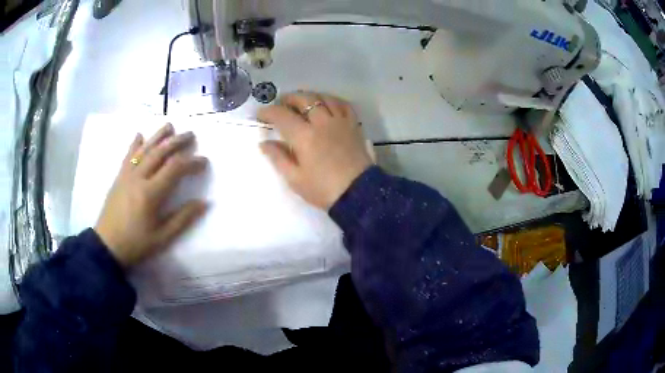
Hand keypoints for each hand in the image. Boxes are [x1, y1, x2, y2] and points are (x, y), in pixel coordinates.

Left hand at [94, 124, 207, 267]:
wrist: (107, 246)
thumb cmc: (136, 244)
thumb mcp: (162, 238)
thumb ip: (183, 219)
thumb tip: (203, 202)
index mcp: (151, 193)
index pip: (175, 168)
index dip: (191, 162)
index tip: (204, 161)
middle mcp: (138, 178)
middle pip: (160, 152)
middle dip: (177, 141)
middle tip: (191, 135)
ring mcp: (126, 175)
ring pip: (144, 149)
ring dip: (158, 136)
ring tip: (170, 125)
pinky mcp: (119, 178)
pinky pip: (128, 156)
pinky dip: (135, 144)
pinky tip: (140, 135)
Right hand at [258, 92, 372, 209]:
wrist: (358, 193)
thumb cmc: (323, 189)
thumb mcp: (295, 179)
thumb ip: (278, 158)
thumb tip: (264, 143)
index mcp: (304, 136)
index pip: (282, 115)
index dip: (268, 112)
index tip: (261, 115)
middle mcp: (321, 122)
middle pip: (303, 99)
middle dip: (288, 99)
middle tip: (281, 105)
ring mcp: (340, 121)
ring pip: (323, 97)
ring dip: (309, 96)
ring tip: (302, 102)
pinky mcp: (353, 125)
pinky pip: (343, 104)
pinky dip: (332, 100)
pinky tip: (327, 104)